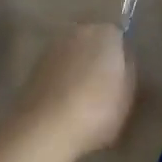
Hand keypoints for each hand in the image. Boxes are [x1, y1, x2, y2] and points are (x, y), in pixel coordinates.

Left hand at [5, 22, 135, 161]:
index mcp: (106, 33)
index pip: (119, 36)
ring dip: (78, 68)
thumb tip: (123, 60)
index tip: (123, 76)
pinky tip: (65, 103)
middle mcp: (78, 31)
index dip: (122, 56)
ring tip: (83, 97)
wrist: (45, 130)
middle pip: (93, 41)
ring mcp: (52, 48)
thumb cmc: (97, 109)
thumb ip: (129, 70)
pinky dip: (62, 80)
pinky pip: (57, 69)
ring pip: (73, 54)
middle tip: (106, 86)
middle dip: (99, 57)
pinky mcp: (33, 67)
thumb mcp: (129, 94)